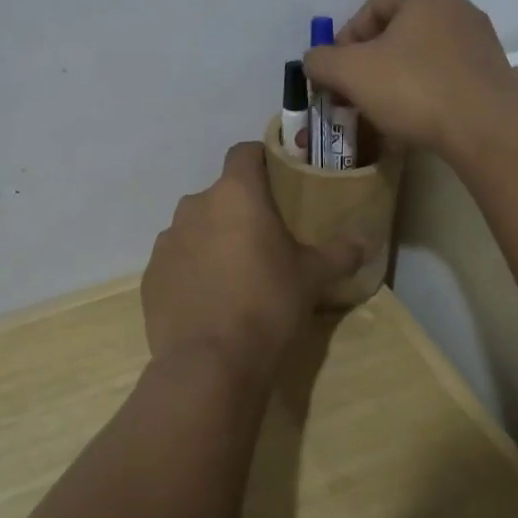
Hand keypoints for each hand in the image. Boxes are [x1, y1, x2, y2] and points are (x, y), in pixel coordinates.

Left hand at [141, 143, 364, 394]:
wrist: (210, 364)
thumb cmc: (268, 305)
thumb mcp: (313, 277)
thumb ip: (340, 252)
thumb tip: (366, 240)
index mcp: (235, 194)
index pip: (244, 153)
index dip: (262, 161)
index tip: (279, 181)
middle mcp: (194, 206)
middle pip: (221, 194)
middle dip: (240, 210)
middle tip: (266, 240)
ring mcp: (166, 240)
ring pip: (196, 227)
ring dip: (214, 239)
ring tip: (236, 274)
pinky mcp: (151, 275)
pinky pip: (177, 260)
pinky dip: (192, 270)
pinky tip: (210, 300)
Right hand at [302, 0, 517, 156]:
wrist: (485, 130)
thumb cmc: (413, 89)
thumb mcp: (350, 72)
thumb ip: (321, 60)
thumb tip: (315, 61)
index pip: (370, 9)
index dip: (344, 42)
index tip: (335, 76)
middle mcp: (460, 8)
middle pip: (399, 31)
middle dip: (372, 61)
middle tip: (356, 92)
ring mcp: (484, 42)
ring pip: (428, 54)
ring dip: (404, 75)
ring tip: (389, 108)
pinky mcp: (498, 75)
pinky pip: (458, 77)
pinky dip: (442, 89)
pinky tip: (436, 109)